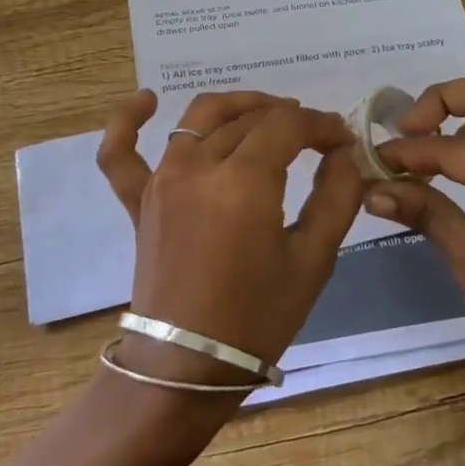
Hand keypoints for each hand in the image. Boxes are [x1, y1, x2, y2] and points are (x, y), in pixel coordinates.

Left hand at [97, 90, 361, 387]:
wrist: (187, 366)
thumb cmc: (257, 317)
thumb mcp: (313, 260)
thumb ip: (336, 197)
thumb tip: (344, 154)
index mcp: (243, 182)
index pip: (288, 125)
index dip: (321, 125)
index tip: (343, 140)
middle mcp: (197, 167)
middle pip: (249, 118)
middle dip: (290, 118)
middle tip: (316, 137)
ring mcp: (161, 180)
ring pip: (200, 118)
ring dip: (238, 107)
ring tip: (267, 114)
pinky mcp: (138, 199)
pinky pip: (120, 152)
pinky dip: (128, 121)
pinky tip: (147, 99)